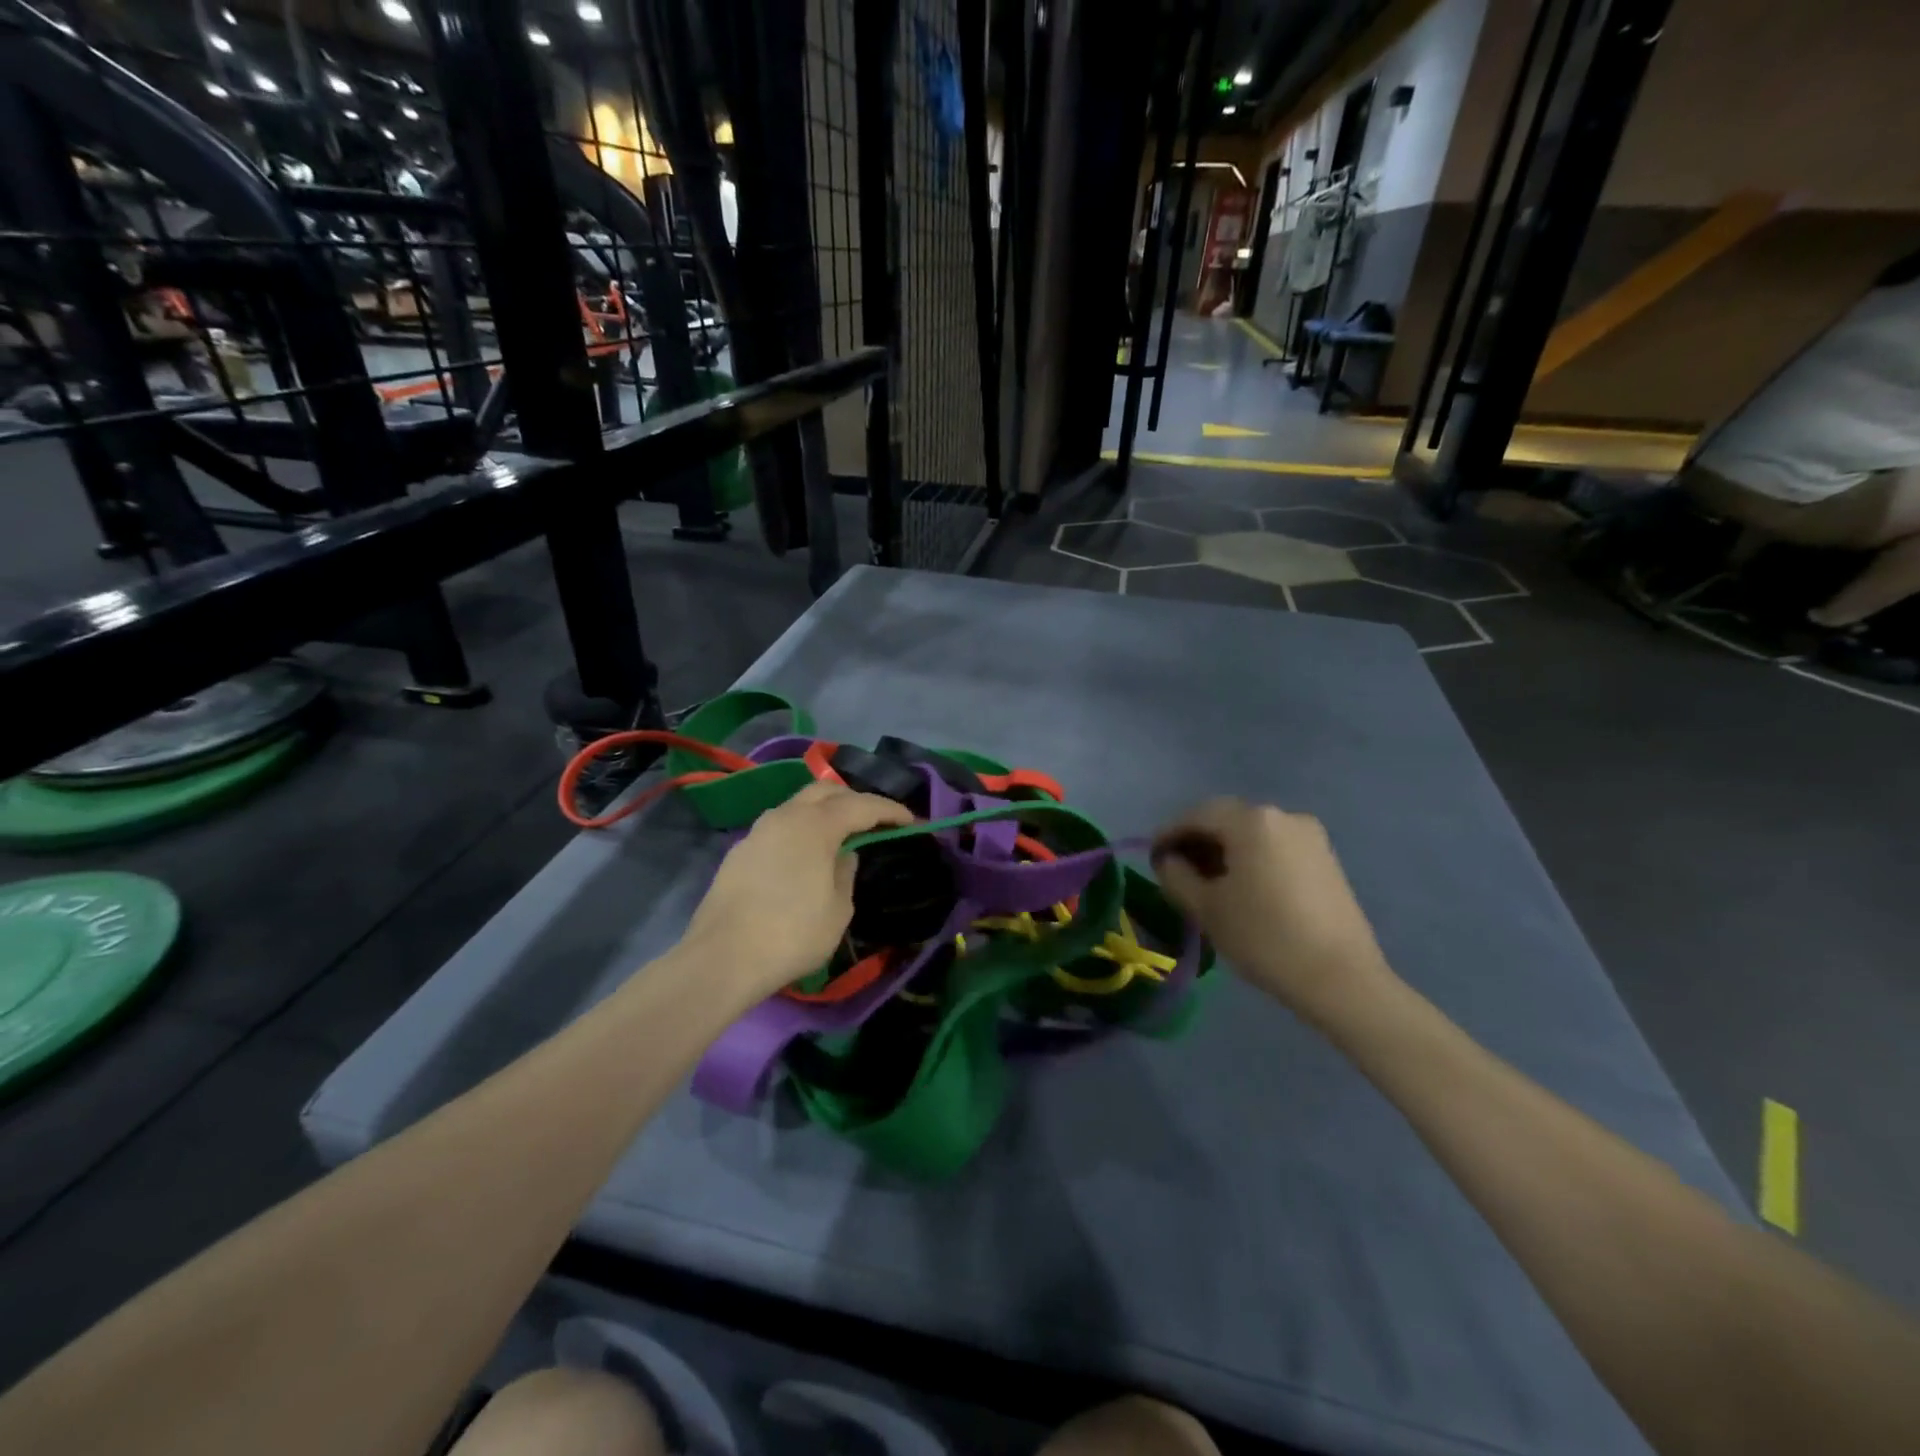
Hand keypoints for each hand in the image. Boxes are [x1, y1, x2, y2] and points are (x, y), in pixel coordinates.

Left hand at [680, 782, 913, 1000]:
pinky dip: (802, 829)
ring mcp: (758, 831)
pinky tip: (807, 853)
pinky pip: (780, 826)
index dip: (889, 810)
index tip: (910, 820)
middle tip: (876, 819)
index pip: (862, 805)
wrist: (722, 959)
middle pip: (825, 791)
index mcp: (815, 825)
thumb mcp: (838, 910)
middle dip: (855, 799)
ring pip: (798, 805)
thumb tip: (844, 855)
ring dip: (824, 811)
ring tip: (842, 832)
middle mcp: (785, 816)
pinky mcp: (740, 850)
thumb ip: (846, 873)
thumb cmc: (791, 935)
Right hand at [1151, 798, 1395, 1021]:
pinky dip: (1252, 858)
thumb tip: (1169, 860)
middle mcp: (1283, 816)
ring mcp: (1310, 836)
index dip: (1169, 833)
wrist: (1341, 979)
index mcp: (1251, 821)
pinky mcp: (1326, 859)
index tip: (1152, 857)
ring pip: (1253, 833)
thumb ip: (1176, 875)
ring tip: (1207, 881)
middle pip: (1227, 819)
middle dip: (1197, 839)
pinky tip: (1242, 886)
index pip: (1197, 815)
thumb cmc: (1264, 937)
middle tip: (1175, 868)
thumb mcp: (1206, 908)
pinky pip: (1276, 847)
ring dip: (1225, 849)